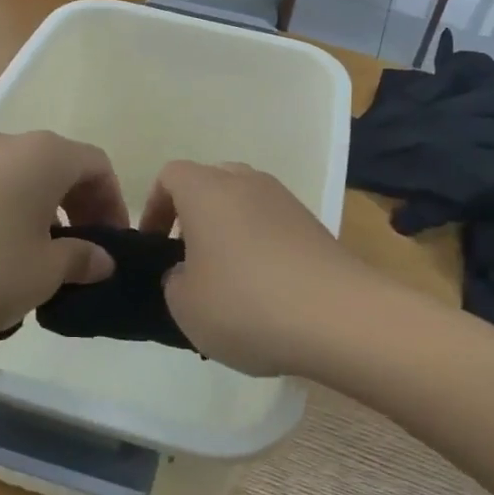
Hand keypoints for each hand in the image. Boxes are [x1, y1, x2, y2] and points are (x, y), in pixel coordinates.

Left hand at [0, 131, 126, 346]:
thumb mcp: (44, 273)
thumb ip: (82, 259)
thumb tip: (102, 258)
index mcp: (43, 155)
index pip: (97, 166)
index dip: (114, 204)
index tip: (113, 244)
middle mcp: (8, 143)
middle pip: (61, 169)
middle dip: (80, 210)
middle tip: (84, 255)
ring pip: (25, 181)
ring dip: (45, 216)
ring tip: (42, 264)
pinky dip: (10, 218)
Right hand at [140, 162, 391, 377]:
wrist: (339, 318)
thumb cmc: (246, 304)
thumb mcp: (185, 305)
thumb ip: (174, 280)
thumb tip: (188, 272)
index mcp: (207, 190)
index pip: (170, 176)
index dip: (154, 207)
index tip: (153, 244)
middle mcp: (247, 183)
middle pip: (210, 184)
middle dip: (193, 216)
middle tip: (188, 260)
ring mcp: (286, 202)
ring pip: (244, 205)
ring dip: (228, 233)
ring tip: (227, 282)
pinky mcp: (315, 226)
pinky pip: (273, 227)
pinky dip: (260, 248)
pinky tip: (264, 293)